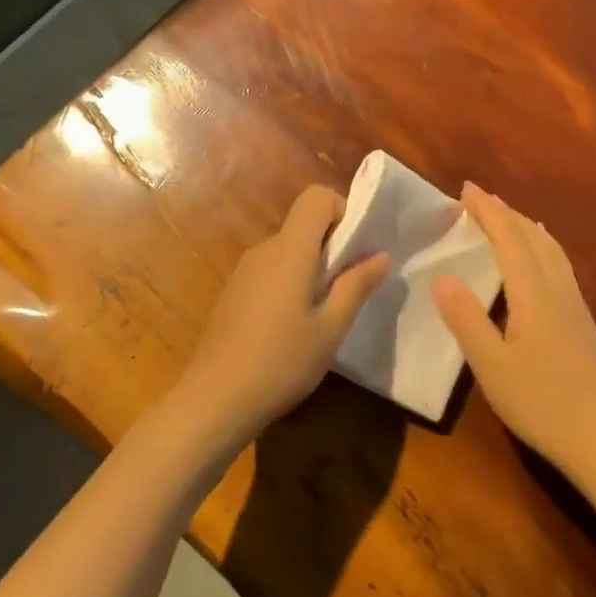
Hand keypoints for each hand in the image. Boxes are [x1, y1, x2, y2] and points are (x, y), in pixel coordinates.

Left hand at [179, 184, 389, 449]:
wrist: (214, 400)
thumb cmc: (281, 361)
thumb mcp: (331, 328)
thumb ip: (356, 285)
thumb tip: (381, 254)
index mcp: (290, 250)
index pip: (316, 197)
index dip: (342, 211)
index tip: (355, 250)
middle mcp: (264, 249)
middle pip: (304, 224)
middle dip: (332, 246)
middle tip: (348, 289)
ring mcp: (244, 270)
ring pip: (288, 249)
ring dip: (312, 267)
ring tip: (323, 314)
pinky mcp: (234, 292)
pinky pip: (271, 270)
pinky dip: (290, 282)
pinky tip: (292, 327)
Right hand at [433, 183, 595, 478]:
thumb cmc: (542, 403)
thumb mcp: (492, 366)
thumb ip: (466, 319)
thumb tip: (441, 276)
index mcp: (533, 294)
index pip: (509, 238)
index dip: (487, 211)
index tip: (465, 189)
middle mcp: (558, 289)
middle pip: (533, 236)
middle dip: (504, 212)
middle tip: (478, 198)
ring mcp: (576, 304)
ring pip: (551, 249)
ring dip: (526, 226)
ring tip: (507, 217)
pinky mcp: (584, 321)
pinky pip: (560, 264)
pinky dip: (542, 246)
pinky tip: (540, 260)